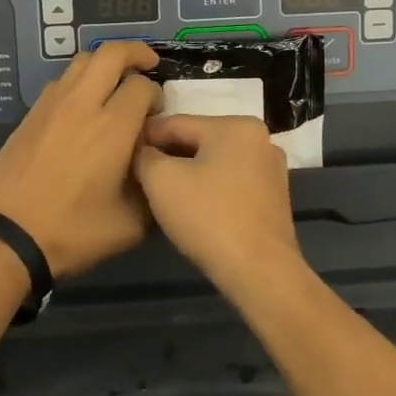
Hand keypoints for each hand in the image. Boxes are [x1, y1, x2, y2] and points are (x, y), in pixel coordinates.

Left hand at [0, 41, 160, 277]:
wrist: (6, 234)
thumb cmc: (72, 231)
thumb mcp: (130, 224)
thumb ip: (153, 190)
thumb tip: (158, 169)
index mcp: (113, 127)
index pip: (143, 86)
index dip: (157, 95)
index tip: (157, 115)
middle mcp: (83, 104)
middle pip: (111, 53)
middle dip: (136, 52)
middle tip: (148, 65)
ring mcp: (52, 104)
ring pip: (82, 61)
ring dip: (104, 64)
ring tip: (114, 83)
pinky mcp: (31, 113)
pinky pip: (61, 81)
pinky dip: (79, 81)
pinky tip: (82, 106)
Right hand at [133, 114, 300, 292]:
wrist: (259, 272)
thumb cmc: (208, 217)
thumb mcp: (161, 180)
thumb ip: (144, 155)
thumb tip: (142, 151)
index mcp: (235, 125)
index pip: (176, 123)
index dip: (144, 137)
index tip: (122, 152)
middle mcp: (259, 139)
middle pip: (197, 141)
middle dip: (167, 157)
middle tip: (138, 176)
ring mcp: (270, 168)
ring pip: (213, 162)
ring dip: (187, 173)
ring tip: (160, 193)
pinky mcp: (273, 197)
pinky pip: (230, 182)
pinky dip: (208, 188)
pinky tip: (191, 207)